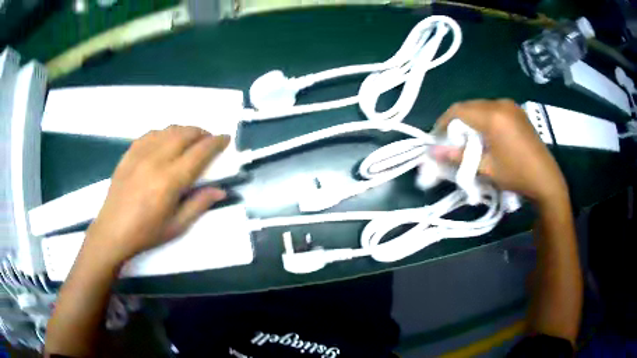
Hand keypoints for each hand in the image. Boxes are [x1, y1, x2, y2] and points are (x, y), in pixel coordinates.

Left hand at [84, 126, 229, 264]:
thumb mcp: (177, 226)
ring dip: (184, 130)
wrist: (113, 231)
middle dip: (201, 132)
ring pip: (168, 130)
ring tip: (189, 139)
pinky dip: (164, 133)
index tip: (226, 138)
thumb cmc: (146, 233)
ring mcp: (140, 154)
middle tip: (209, 140)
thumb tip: (221, 190)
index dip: (216, 142)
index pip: (199, 152)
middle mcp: (156, 160)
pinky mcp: (129, 153)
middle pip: (185, 134)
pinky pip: (151, 133)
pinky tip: (166, 141)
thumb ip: (199, 204)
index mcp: (170, 180)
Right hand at [432, 99, 567, 205]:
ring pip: (480, 106)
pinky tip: (485, 135)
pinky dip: (483, 119)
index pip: (458, 110)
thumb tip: (431, 152)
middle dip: (456, 122)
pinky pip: (493, 109)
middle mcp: (500, 104)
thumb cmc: (516, 175)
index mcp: (492, 116)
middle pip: (469, 106)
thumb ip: (457, 157)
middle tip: (451, 142)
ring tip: (468, 140)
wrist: (546, 179)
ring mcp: (510, 105)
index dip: (443, 122)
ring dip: (470, 120)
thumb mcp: (486, 168)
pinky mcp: (517, 110)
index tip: (437, 139)